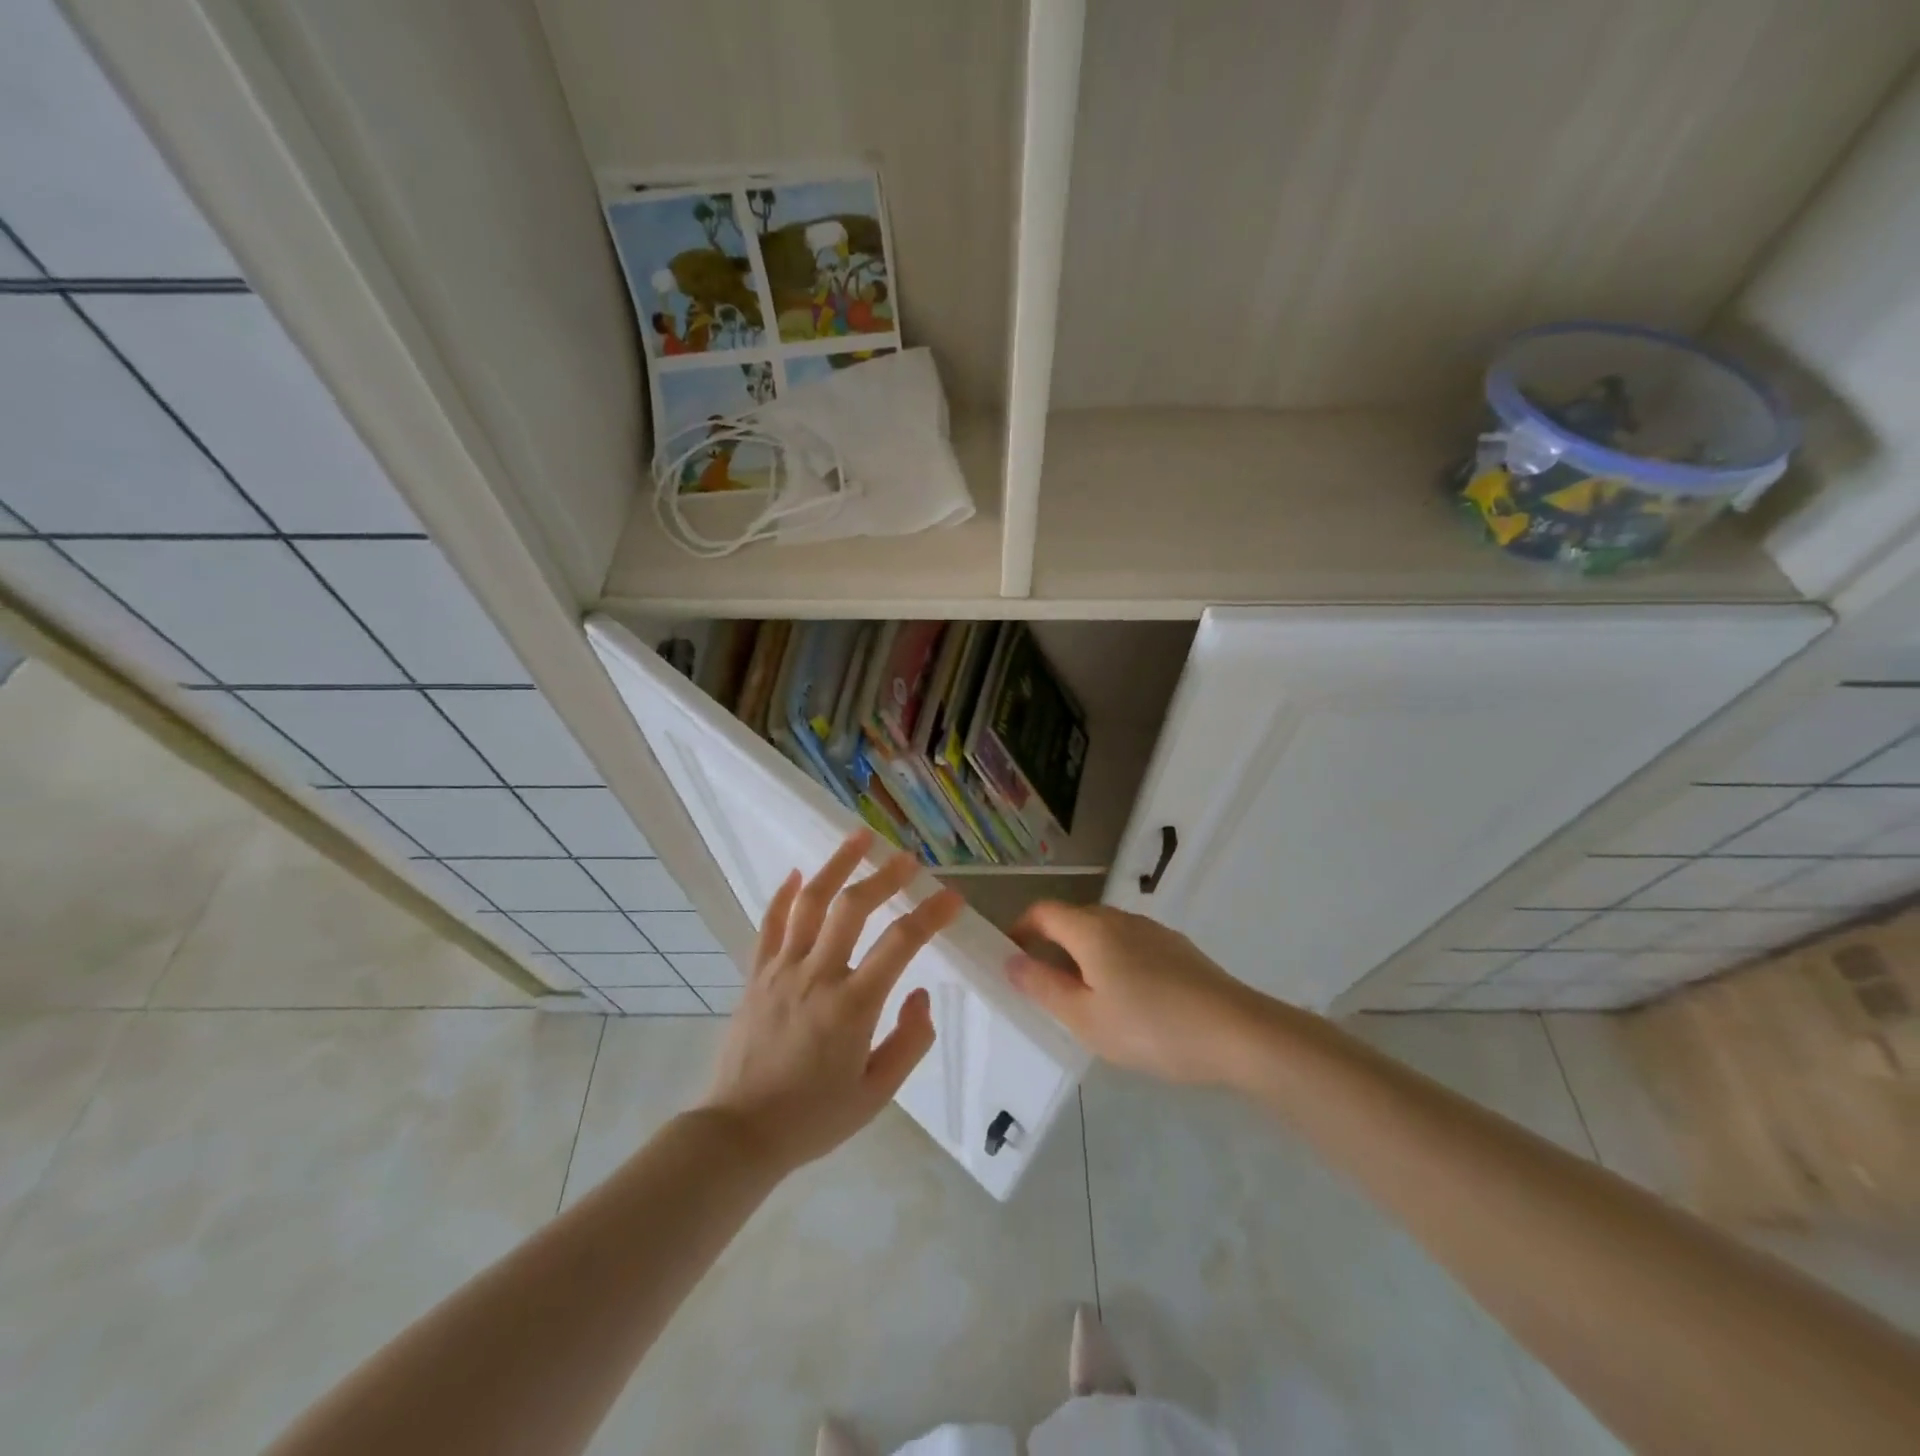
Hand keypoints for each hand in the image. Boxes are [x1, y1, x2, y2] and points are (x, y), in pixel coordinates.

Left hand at [703, 830, 961, 1173]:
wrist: (738, 1135)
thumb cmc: (813, 1118)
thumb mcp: (876, 1094)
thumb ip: (909, 1042)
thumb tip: (920, 994)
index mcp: (852, 1006)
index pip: (900, 944)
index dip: (930, 915)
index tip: (952, 897)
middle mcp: (817, 976)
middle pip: (852, 908)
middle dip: (884, 876)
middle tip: (907, 858)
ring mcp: (781, 971)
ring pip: (809, 903)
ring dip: (836, 865)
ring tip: (858, 838)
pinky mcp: (755, 975)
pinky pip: (769, 925)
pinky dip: (783, 895)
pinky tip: (794, 872)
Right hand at [1005, 902, 1263, 1085]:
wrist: (1237, 1032)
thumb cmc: (1151, 1027)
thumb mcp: (1086, 1018)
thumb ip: (1043, 987)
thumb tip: (1011, 961)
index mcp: (1091, 930)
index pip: (1043, 911)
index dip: (1020, 929)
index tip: (1011, 958)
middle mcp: (1120, 919)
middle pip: (1073, 919)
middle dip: (1051, 945)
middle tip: (1045, 987)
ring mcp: (1153, 931)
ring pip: (1104, 932)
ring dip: (1084, 954)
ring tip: (1086, 998)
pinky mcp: (1178, 948)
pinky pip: (1131, 944)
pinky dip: (1114, 960)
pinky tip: (1129, 1000)